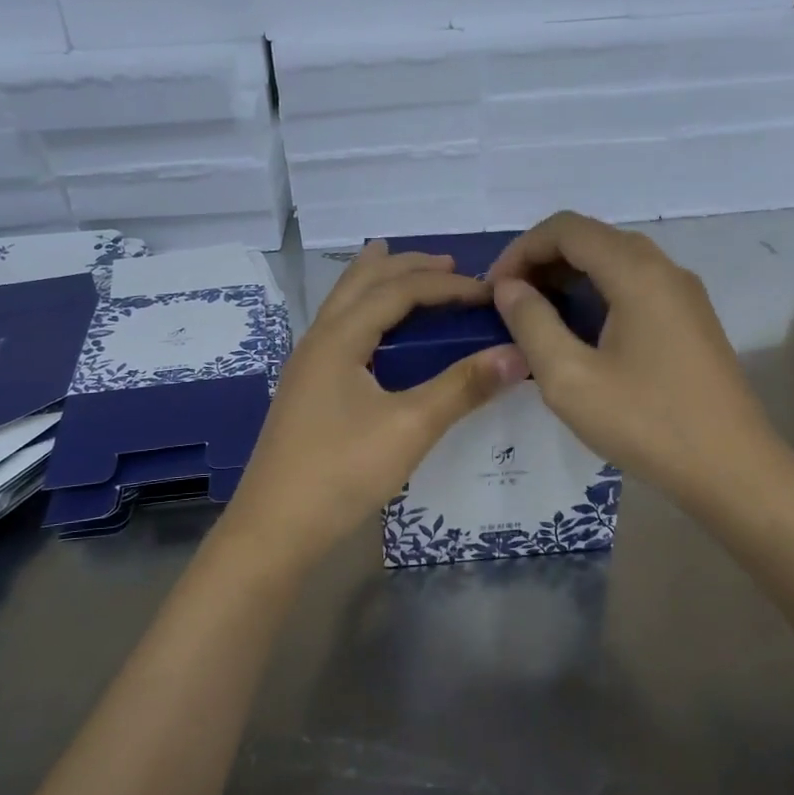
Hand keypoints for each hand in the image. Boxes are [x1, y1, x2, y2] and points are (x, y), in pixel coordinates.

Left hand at [224, 241, 527, 568]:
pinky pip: (340, 329)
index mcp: (338, 338)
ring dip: (378, 282)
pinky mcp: (307, 390)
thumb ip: (463, 387)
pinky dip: (365, 312)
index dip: (445, 285)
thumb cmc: (341, 472)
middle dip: (406, 266)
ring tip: (406, 271)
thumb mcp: (410, 427)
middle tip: (449, 264)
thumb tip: (518, 354)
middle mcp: (318, 340)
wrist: (275, 530)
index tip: (489, 292)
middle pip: (361, 283)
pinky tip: (377, 334)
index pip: (397, 290)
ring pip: (344, 304)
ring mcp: (307, 366)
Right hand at [489, 212, 782, 508]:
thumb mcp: (570, 379)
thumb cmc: (646, 423)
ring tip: (536, 319)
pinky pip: (635, 287)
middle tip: (509, 304)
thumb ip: (532, 324)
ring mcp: (683, 295)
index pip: (567, 228)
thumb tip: (509, 288)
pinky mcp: (691, 320)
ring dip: (569, 279)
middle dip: (543, 262)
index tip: (494, 290)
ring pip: (615, 263)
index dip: (521, 249)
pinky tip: (579, 335)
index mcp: (637, 273)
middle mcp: (665, 269)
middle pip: (593, 239)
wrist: (732, 470)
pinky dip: (597, 296)